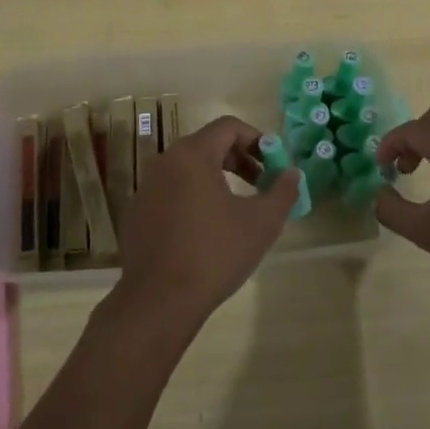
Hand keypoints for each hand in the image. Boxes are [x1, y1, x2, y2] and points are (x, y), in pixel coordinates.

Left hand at [113, 114, 299, 330]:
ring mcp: (146, 187)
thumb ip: (282, 191)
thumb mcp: (261, 223)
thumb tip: (292, 173)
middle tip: (261, 185)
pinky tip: (207, 230)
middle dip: (240, 159)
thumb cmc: (214, 254)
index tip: (274, 164)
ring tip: (238, 207)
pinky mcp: (138, 212)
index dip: (257, 140)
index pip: (228, 127)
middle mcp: (164, 161)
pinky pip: (172, 191)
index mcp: (192, 155)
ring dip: (218, 178)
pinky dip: (194, 196)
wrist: (159, 301)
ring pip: (189, 169)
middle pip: (208, 145)